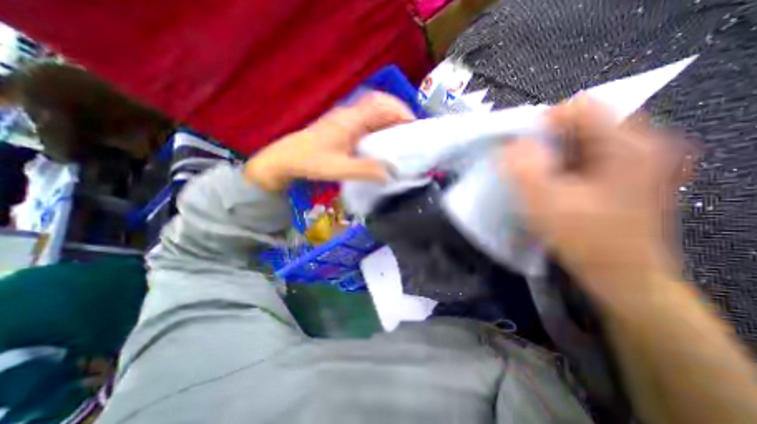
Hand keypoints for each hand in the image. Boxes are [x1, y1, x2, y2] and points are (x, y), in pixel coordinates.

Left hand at [245, 93, 412, 191]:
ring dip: (390, 120)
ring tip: (401, 137)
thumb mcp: (340, 168)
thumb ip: (366, 170)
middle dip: (399, 114)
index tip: (414, 127)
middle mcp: (350, 114)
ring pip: (374, 111)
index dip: (401, 112)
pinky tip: (383, 141)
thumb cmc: (311, 161)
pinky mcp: (343, 126)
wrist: (287, 158)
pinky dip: (380, 126)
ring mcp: (346, 119)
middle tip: (410, 133)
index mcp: (351, 120)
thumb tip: (390, 174)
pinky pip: (367, 121)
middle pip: (380, 104)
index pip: (381, 105)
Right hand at [501, 96, 689, 308]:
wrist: (622, 276)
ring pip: (583, 138)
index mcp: (629, 144)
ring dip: (554, 153)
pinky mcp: (629, 173)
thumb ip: (523, 167)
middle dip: (547, 140)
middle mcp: (643, 143)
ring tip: (539, 176)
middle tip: (528, 166)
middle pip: (583, 121)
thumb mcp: (544, 202)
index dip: (543, 123)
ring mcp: (639, 158)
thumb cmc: (584, 239)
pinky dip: (565, 163)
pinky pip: (589, 154)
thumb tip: (511, 143)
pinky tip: (555, 183)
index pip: (579, 106)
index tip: (521, 149)